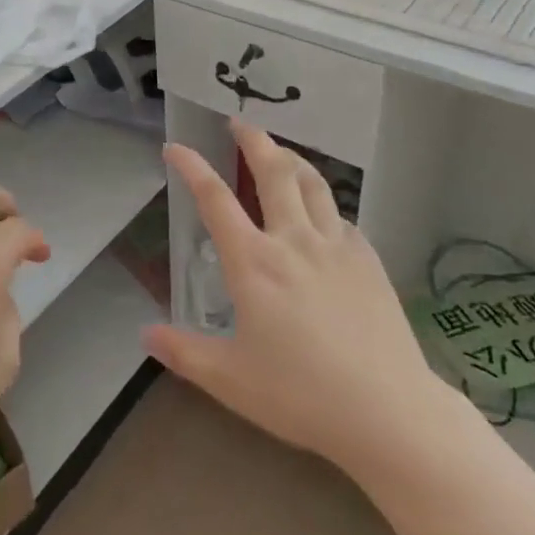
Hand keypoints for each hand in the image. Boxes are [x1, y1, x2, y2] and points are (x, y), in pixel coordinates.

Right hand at [146, 121, 446, 474]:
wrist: (389, 413)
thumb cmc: (301, 395)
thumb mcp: (230, 380)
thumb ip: (184, 353)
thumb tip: (145, 334)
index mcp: (253, 263)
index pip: (214, 199)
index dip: (192, 166)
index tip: (176, 146)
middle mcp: (293, 241)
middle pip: (273, 172)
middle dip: (253, 140)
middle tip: (239, 121)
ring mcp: (336, 247)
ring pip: (312, 184)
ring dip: (291, 159)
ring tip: (279, 151)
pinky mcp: (368, 260)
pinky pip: (341, 216)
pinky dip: (324, 203)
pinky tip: (322, 213)